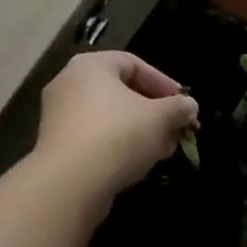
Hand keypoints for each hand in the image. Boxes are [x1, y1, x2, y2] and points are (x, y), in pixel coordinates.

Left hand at [35, 51, 197, 192]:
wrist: (69, 182)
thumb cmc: (117, 135)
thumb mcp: (159, 118)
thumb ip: (178, 107)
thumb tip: (189, 106)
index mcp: (91, 65)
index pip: (134, 64)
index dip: (163, 83)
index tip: (184, 104)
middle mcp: (69, 82)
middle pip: (121, 90)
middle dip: (154, 111)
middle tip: (176, 129)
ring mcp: (59, 114)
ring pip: (109, 116)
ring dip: (140, 130)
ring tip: (164, 149)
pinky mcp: (57, 143)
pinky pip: (94, 136)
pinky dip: (118, 144)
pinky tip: (139, 163)